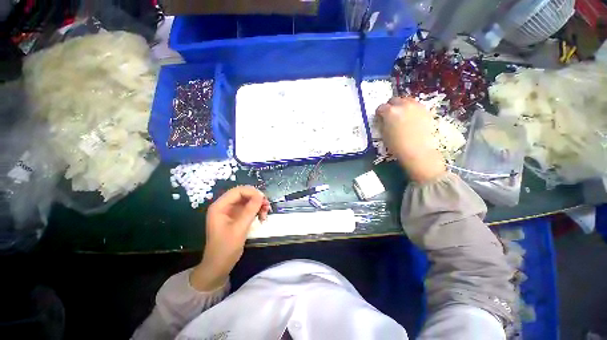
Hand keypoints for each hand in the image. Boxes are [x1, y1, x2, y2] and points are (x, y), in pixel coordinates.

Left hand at [190, 186, 269, 290]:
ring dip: (258, 205)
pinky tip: (262, 217)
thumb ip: (250, 210)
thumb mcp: (239, 228)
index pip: (238, 191)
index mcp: (220, 206)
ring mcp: (231, 212)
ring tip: (266, 213)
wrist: (219, 266)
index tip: (264, 199)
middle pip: (244, 195)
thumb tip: (261, 195)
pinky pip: (249, 208)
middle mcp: (225, 206)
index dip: (252, 192)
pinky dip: (257, 211)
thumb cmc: (225, 248)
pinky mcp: (236, 217)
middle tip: (267, 206)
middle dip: (256, 199)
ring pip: (248, 201)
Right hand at [377, 97, 446, 182]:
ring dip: (402, 106)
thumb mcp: (384, 134)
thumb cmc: (396, 145)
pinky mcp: (426, 110)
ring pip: (406, 100)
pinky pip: (416, 105)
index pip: (380, 107)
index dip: (379, 113)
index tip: (379, 118)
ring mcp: (416, 106)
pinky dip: (412, 109)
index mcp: (390, 112)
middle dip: (390, 106)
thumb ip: (382, 123)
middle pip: (394, 100)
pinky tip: (411, 119)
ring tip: (402, 116)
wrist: (417, 151)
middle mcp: (403, 105)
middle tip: (390, 116)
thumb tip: (382, 119)